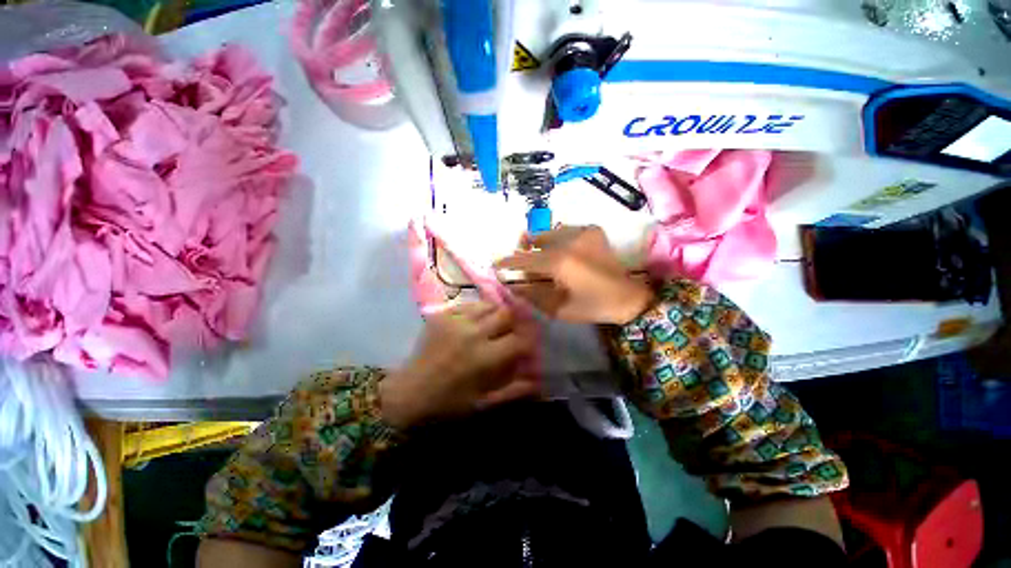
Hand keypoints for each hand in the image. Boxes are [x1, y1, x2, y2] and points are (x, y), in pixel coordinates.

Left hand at [380, 302, 538, 428]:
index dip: (528, 342)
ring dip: (498, 313)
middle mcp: (473, 333)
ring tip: (497, 323)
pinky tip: (477, 321)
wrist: (409, 393)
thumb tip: (538, 382)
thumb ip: (513, 391)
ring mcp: (456, 321)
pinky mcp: (442, 315)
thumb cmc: (448, 403)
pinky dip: (478, 311)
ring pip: (488, 305)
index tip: (529, 346)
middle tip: (514, 330)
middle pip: (506, 314)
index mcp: (485, 357)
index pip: (518, 341)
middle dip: (515, 322)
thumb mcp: (483, 403)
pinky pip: (469, 305)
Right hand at [494, 226, 654, 324]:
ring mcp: (582, 232)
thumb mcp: (558, 308)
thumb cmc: (593, 307)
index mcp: (560, 263)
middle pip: (535, 240)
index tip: (496, 263)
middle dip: (524, 250)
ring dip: (539, 244)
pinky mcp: (592, 230)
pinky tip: (560, 252)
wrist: (629, 297)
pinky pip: (564, 231)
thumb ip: (532, 294)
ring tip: (540, 257)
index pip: (525, 259)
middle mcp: (569, 241)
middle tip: (520, 262)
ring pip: (548, 233)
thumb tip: (513, 283)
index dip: (508, 262)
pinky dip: (556, 240)